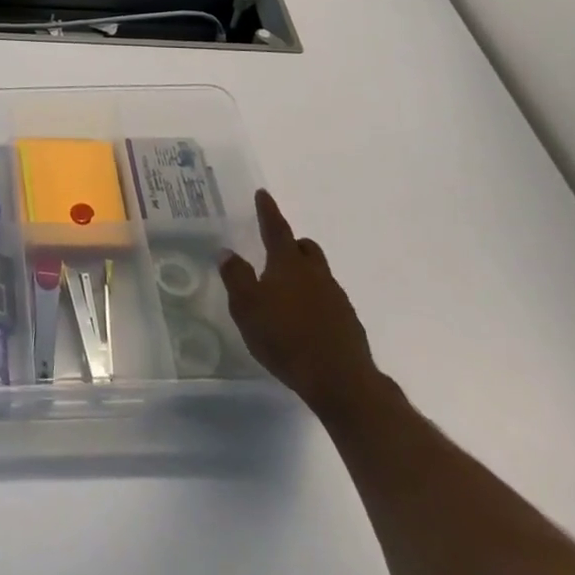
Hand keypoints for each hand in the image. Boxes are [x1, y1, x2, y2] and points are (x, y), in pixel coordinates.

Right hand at [221, 189, 385, 424]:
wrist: (341, 381)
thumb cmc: (286, 338)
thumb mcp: (247, 308)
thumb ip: (236, 277)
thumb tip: (227, 251)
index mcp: (289, 264)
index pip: (276, 228)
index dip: (268, 211)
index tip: (263, 194)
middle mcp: (315, 273)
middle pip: (305, 248)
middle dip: (291, 243)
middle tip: (275, 249)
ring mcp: (336, 298)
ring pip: (318, 273)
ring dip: (303, 274)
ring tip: (285, 291)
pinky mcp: (348, 323)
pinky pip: (327, 299)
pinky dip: (314, 300)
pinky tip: (303, 320)